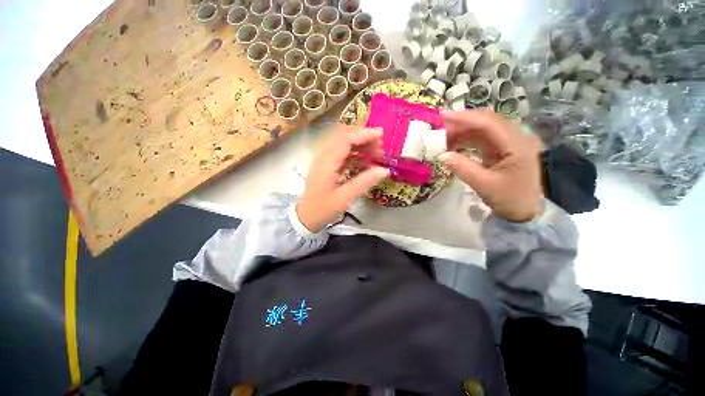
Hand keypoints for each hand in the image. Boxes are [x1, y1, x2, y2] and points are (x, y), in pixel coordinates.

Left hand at [297, 125, 389, 232]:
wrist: (306, 216)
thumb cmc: (323, 209)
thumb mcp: (344, 198)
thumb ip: (364, 183)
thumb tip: (385, 170)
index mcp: (326, 162)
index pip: (345, 139)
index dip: (363, 134)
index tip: (381, 135)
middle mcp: (323, 156)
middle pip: (343, 136)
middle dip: (363, 137)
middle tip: (380, 146)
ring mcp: (324, 159)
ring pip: (343, 143)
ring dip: (360, 145)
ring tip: (376, 154)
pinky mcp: (327, 165)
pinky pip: (342, 153)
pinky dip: (355, 153)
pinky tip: (366, 161)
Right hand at [439, 111, 543, 222]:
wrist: (526, 211)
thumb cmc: (510, 199)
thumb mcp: (484, 185)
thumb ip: (462, 168)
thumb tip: (441, 155)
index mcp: (516, 144)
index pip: (488, 123)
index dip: (464, 118)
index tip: (442, 118)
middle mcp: (515, 137)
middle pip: (485, 122)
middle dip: (461, 123)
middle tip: (438, 128)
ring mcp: (509, 143)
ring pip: (482, 129)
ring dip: (462, 131)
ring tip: (442, 138)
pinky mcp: (502, 149)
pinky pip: (482, 139)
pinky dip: (466, 140)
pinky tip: (453, 144)